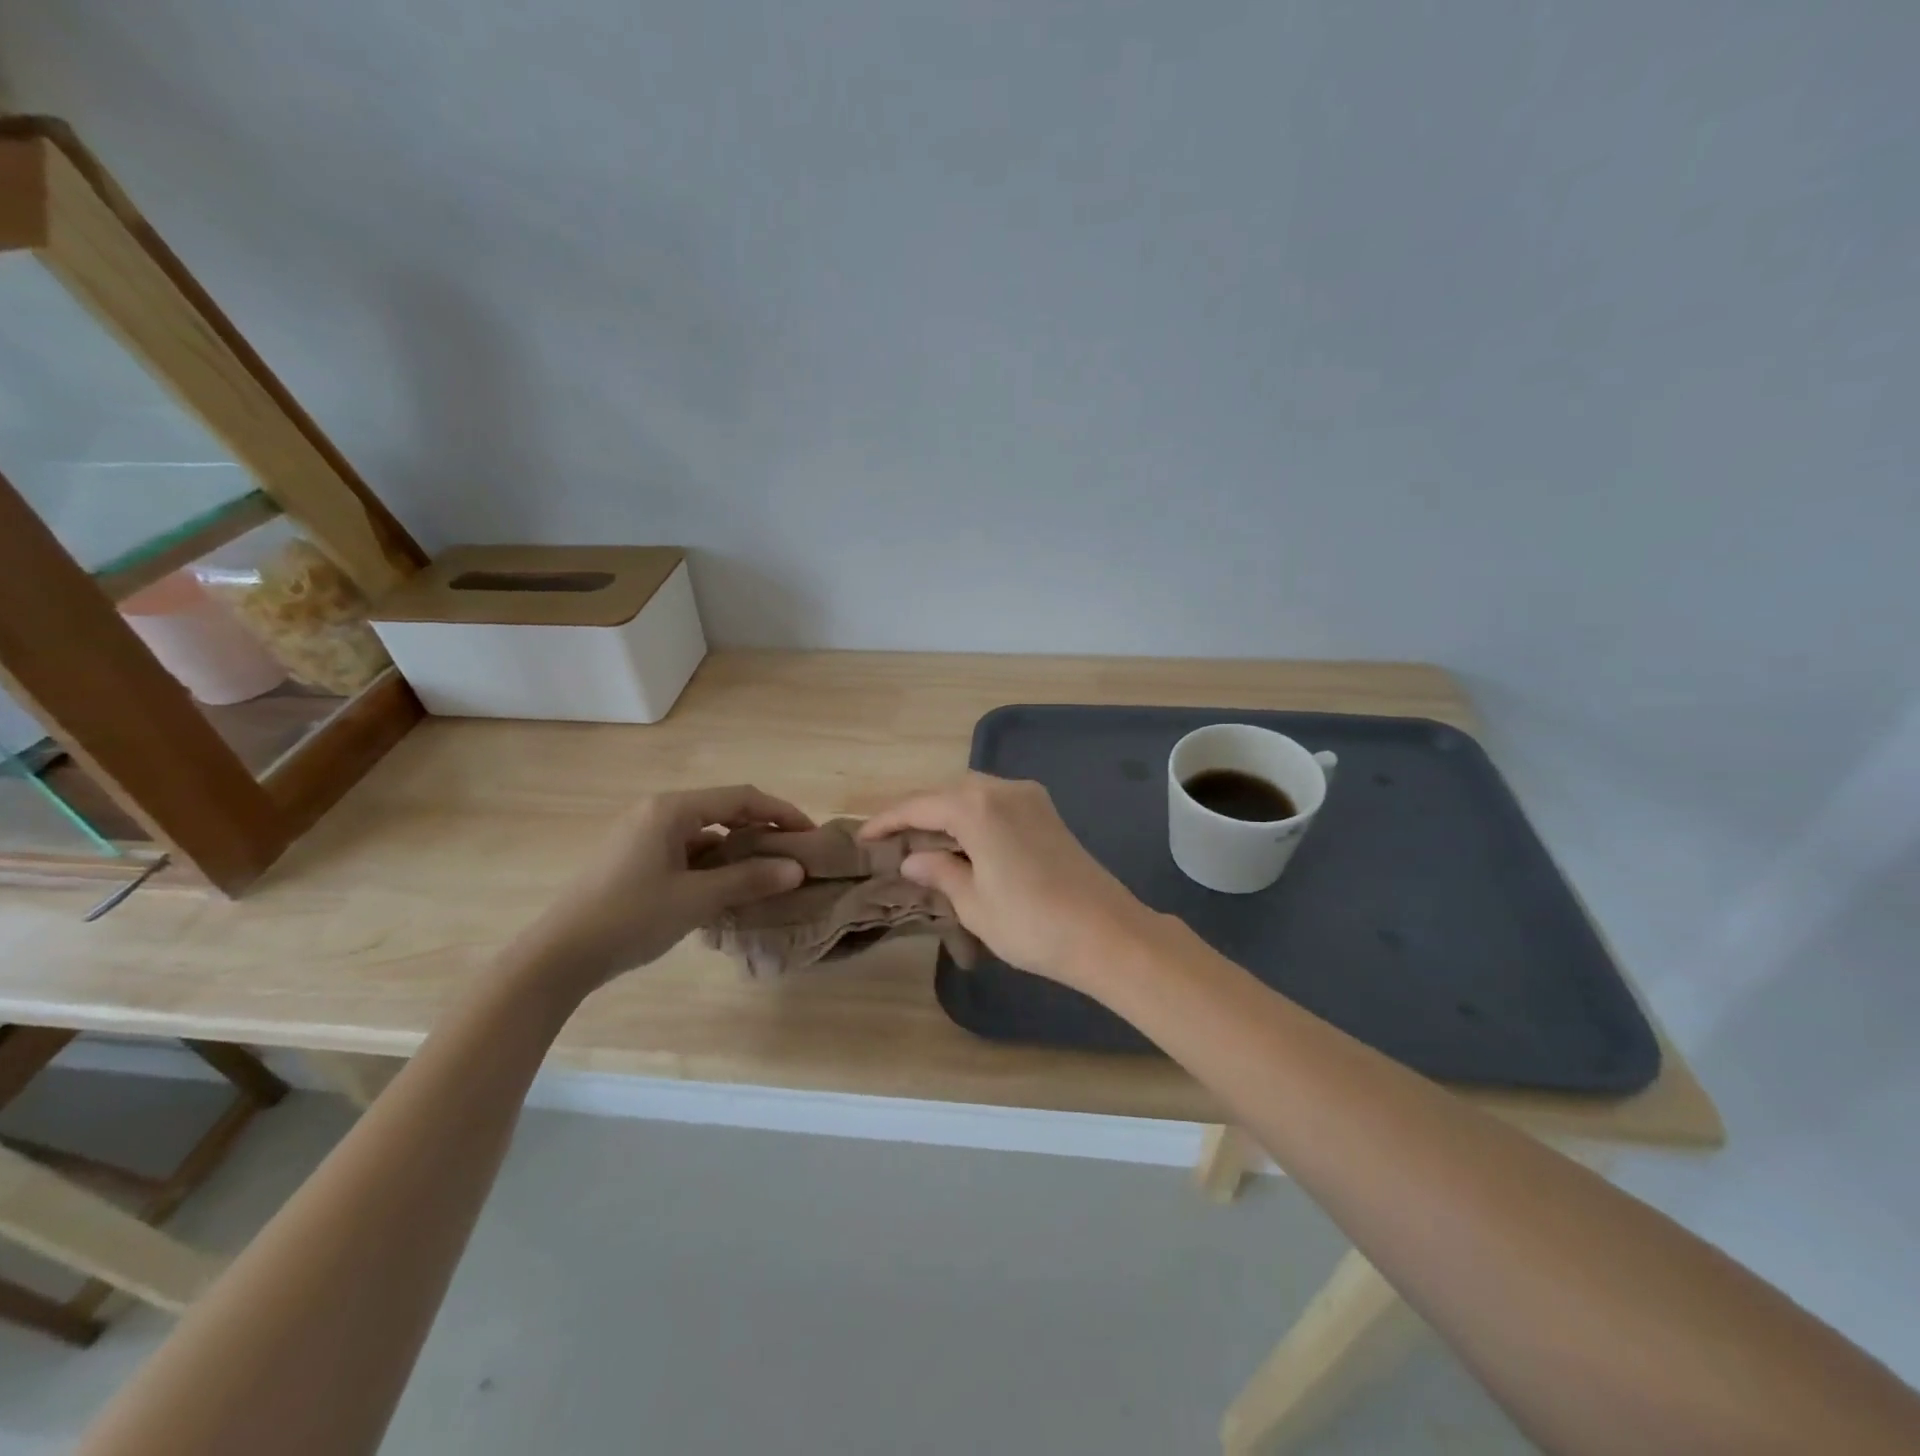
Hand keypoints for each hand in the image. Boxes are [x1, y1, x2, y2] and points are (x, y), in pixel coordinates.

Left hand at [516, 786, 811, 994]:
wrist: (558, 956)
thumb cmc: (631, 918)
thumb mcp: (697, 899)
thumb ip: (749, 879)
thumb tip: (797, 870)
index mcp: (671, 809)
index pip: (741, 798)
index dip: (781, 813)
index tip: (810, 833)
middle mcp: (657, 812)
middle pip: (723, 810)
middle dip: (761, 830)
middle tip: (793, 853)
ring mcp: (642, 835)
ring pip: (705, 832)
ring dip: (737, 849)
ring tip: (767, 873)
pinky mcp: (634, 858)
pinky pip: (686, 850)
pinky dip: (712, 863)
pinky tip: (727, 887)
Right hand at [861, 773, 1158, 990]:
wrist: (1107, 934)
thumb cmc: (1031, 923)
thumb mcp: (974, 903)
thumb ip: (940, 873)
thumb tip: (913, 860)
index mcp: (977, 806)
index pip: (919, 806)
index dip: (887, 821)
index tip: (863, 837)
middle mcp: (1003, 790)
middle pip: (947, 793)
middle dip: (917, 813)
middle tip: (891, 840)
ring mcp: (1030, 798)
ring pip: (973, 795)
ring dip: (946, 814)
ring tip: (922, 843)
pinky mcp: (1048, 814)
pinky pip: (997, 804)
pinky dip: (972, 817)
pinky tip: (963, 843)